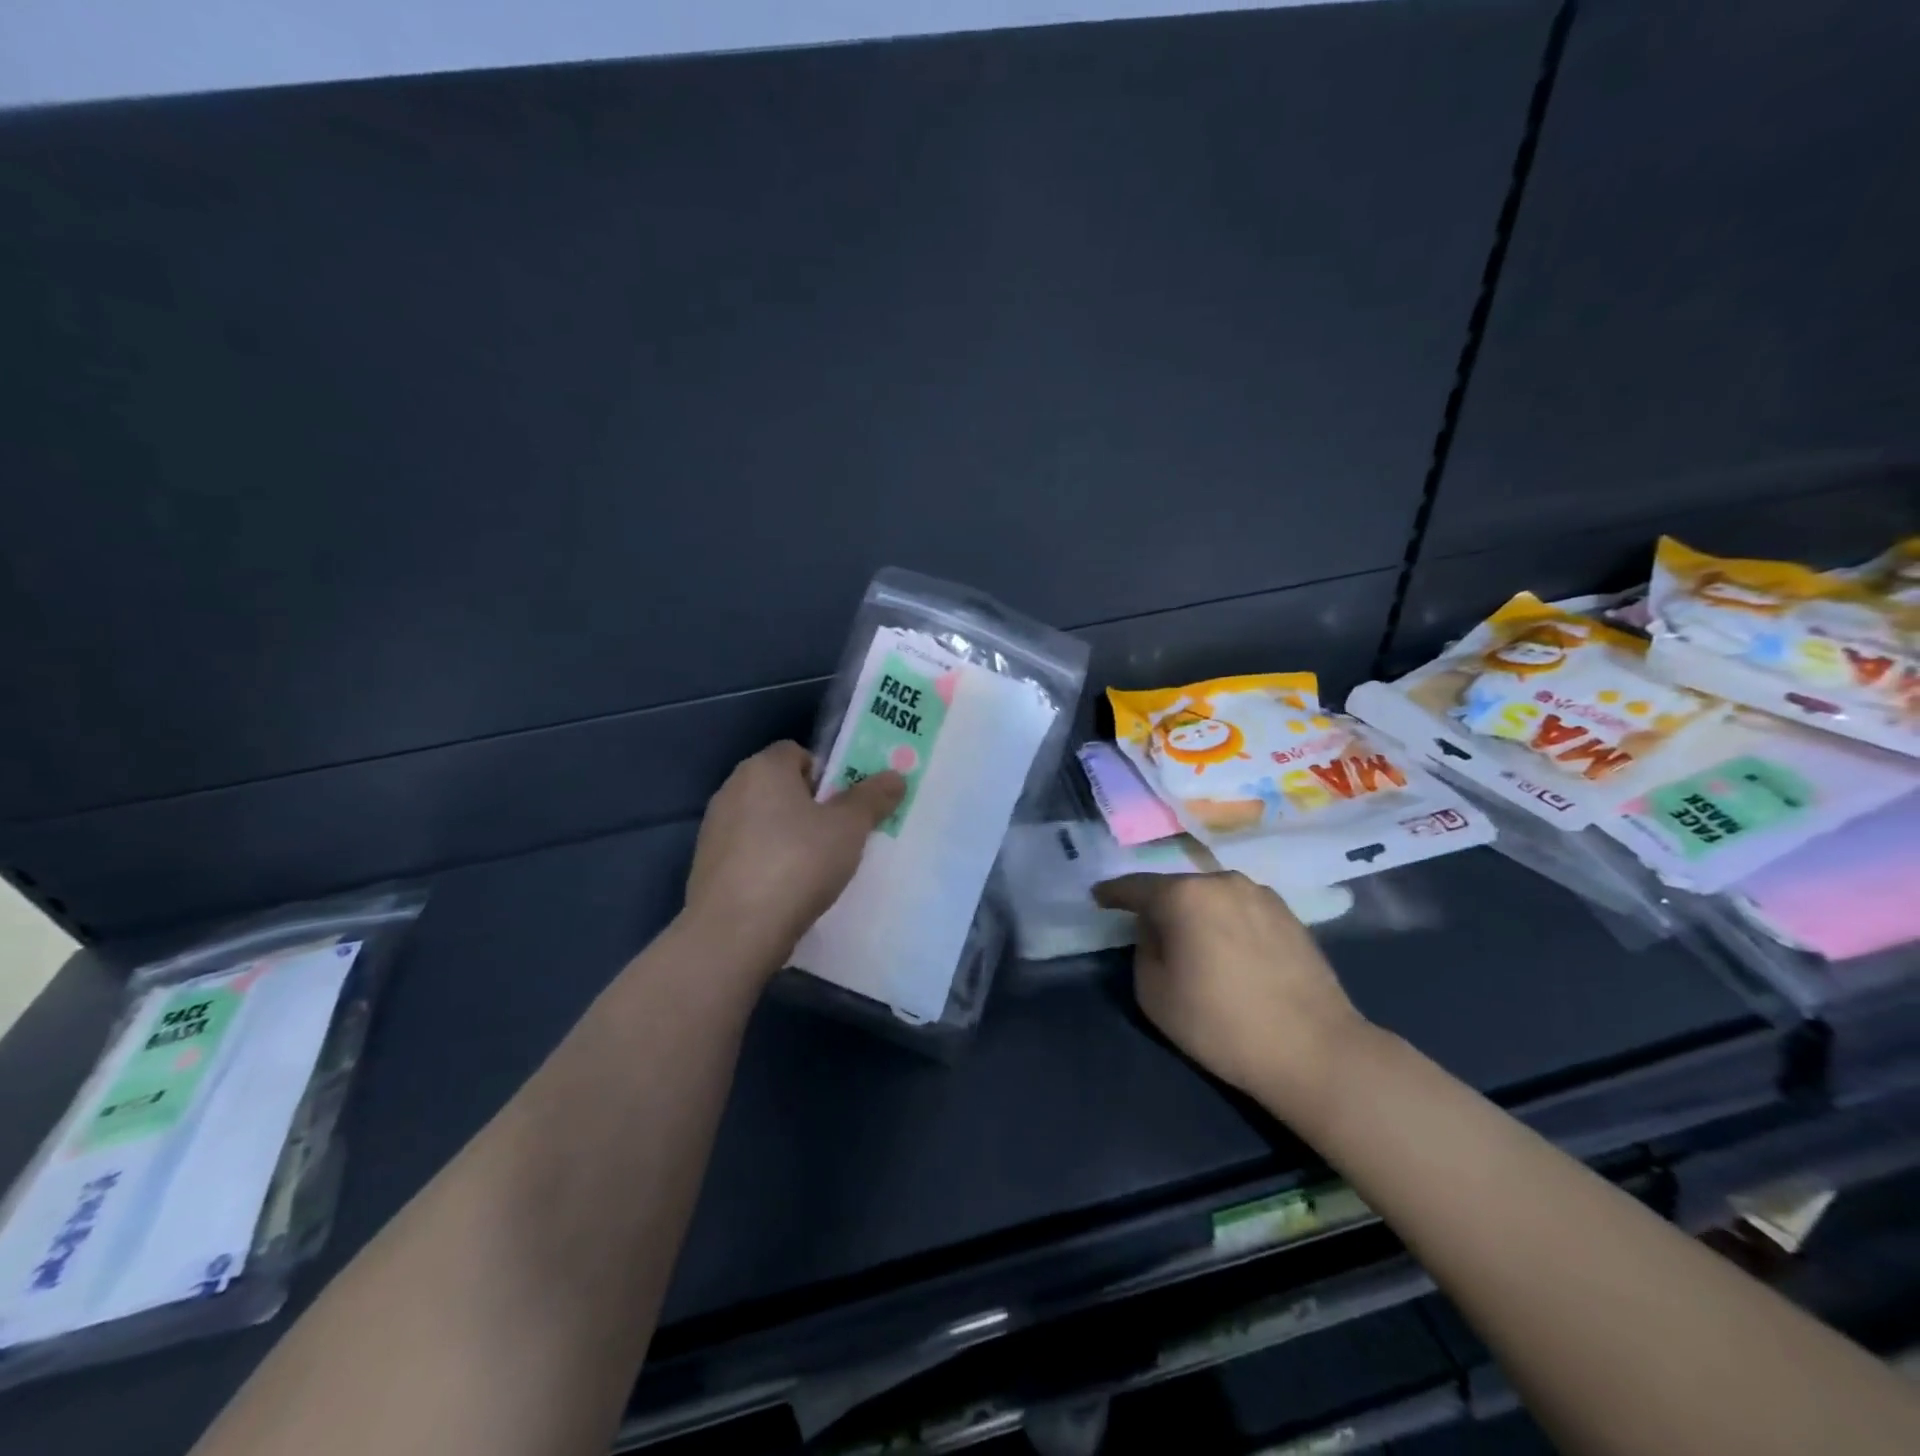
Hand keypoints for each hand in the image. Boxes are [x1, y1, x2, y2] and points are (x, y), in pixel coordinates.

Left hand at [684, 741, 904, 972]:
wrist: (735, 931)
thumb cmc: (797, 863)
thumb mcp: (848, 828)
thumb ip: (872, 798)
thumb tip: (895, 776)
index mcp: (763, 768)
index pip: (798, 752)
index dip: (827, 773)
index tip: (846, 804)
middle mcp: (732, 789)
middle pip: (780, 787)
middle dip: (810, 806)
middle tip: (840, 834)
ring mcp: (714, 828)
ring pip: (764, 821)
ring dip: (788, 835)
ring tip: (817, 867)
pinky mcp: (706, 865)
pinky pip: (748, 852)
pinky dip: (768, 862)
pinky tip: (787, 890)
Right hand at [1094, 872, 1368, 1122]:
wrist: (1314, 1050)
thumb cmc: (1221, 1024)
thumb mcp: (1153, 993)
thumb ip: (1143, 949)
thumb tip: (1159, 932)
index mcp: (1184, 896)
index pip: (1136, 887)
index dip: (1113, 893)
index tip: (1099, 896)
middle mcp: (1222, 882)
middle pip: (1177, 889)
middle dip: (1160, 906)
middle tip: (1150, 932)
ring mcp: (1260, 895)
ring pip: (1212, 897)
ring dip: (1196, 913)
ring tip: (1194, 943)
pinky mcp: (1289, 914)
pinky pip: (1241, 909)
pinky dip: (1226, 922)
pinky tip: (1230, 951)